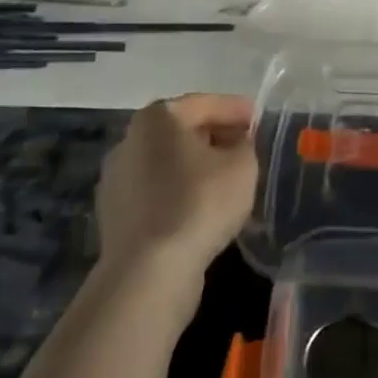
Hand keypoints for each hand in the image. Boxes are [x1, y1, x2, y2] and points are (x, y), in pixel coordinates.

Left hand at [96, 94, 258, 280]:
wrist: (148, 274)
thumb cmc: (199, 203)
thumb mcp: (242, 164)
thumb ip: (246, 143)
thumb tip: (239, 143)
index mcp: (157, 117)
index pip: (206, 103)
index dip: (238, 110)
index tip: (261, 120)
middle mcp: (129, 140)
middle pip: (184, 132)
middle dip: (217, 137)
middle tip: (248, 149)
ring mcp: (117, 180)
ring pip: (170, 164)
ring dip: (198, 168)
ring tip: (230, 182)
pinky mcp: (116, 216)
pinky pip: (158, 194)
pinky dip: (181, 195)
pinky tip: (204, 210)